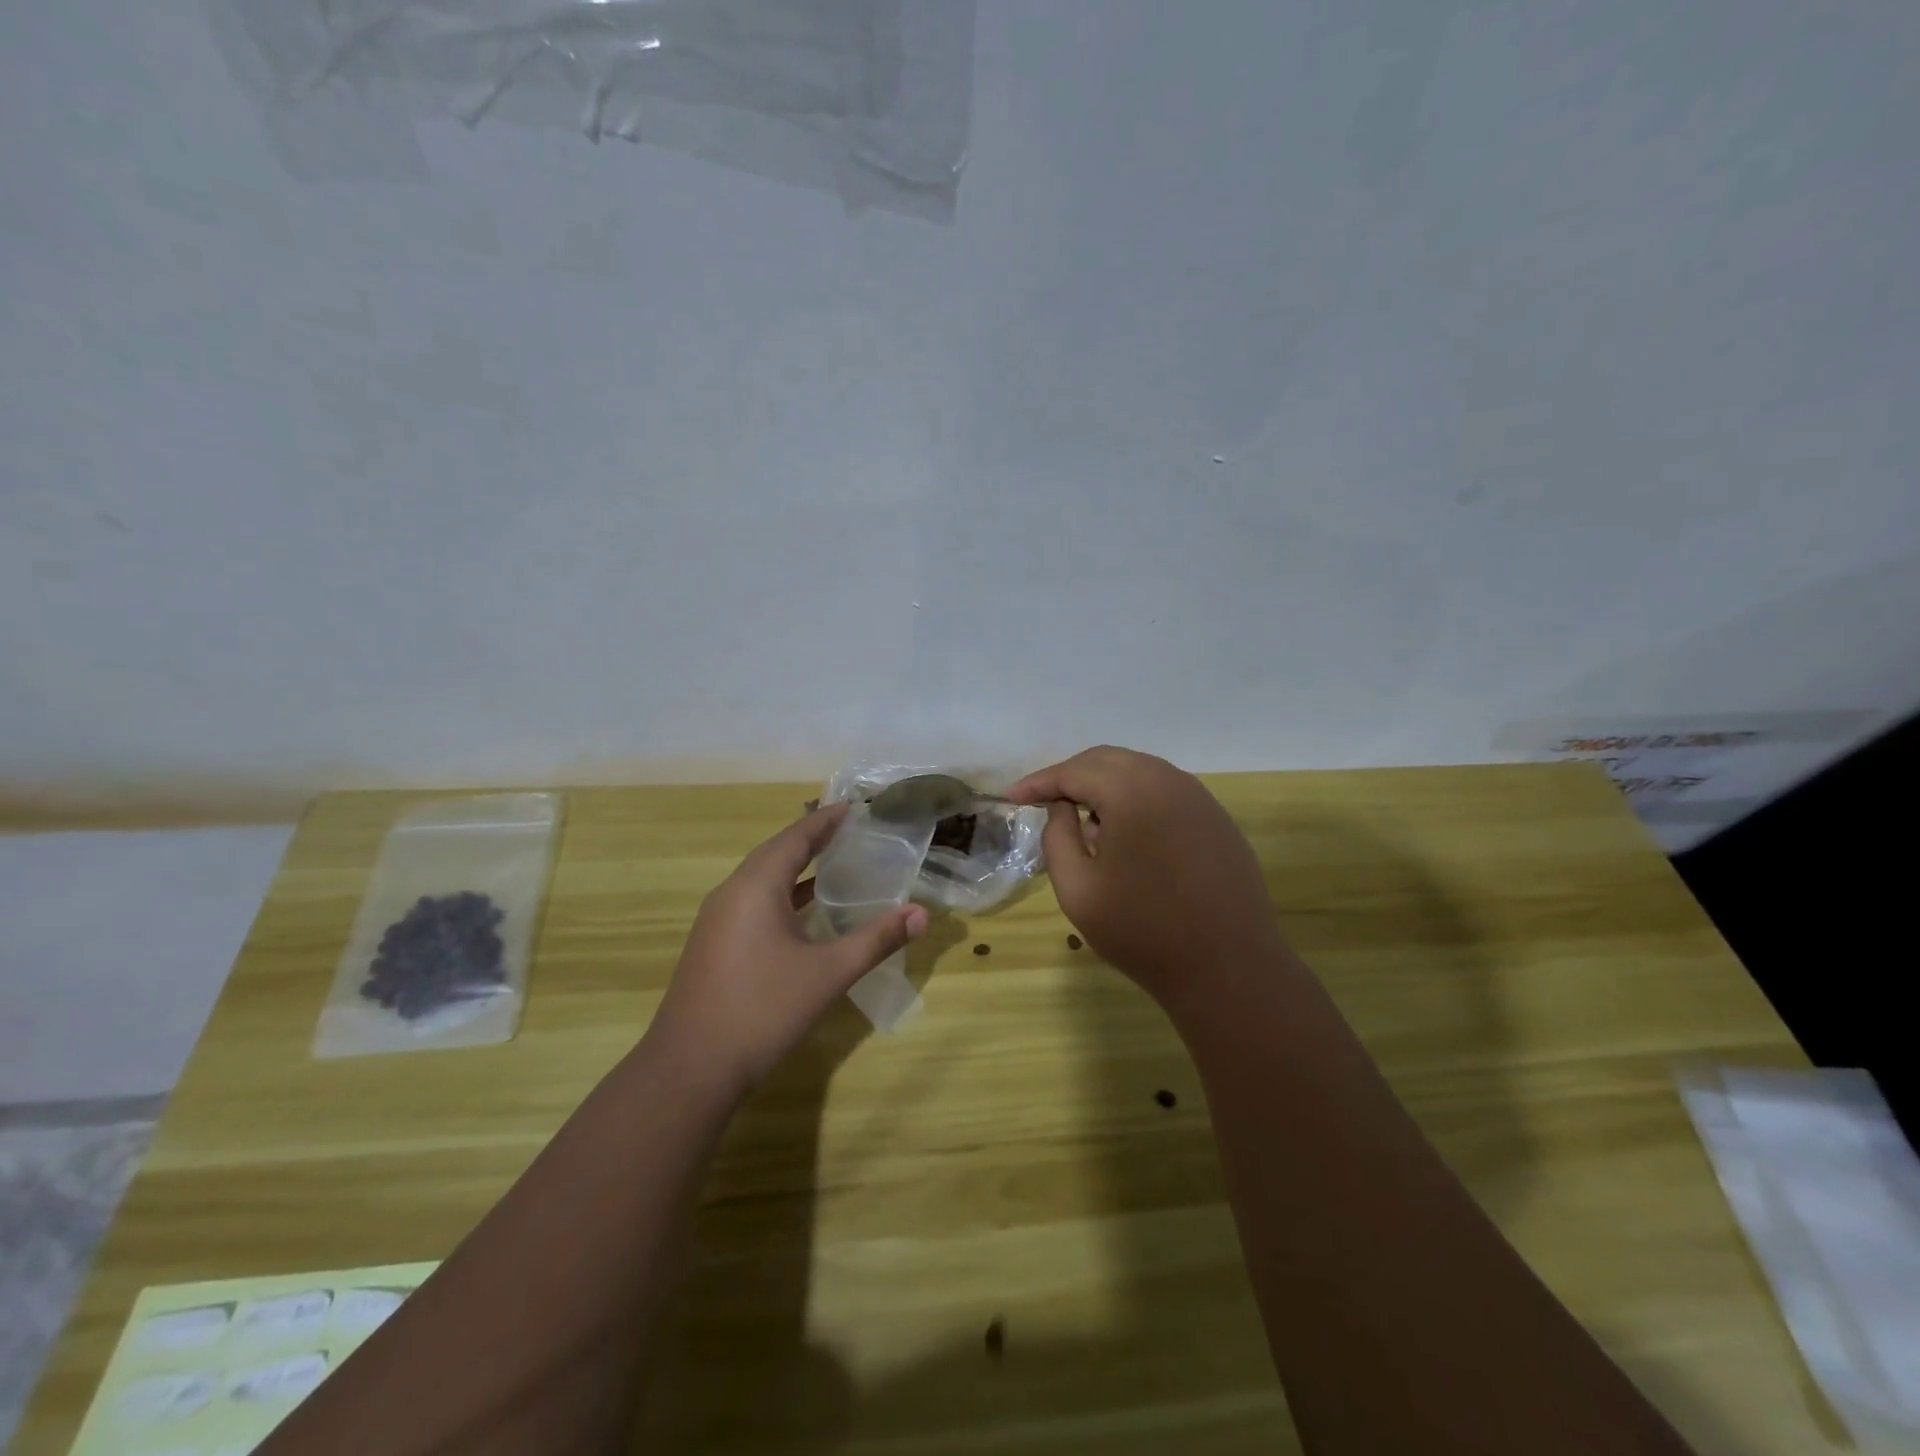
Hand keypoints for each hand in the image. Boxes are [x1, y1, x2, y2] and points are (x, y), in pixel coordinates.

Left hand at [649, 802, 927, 1096]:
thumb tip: (921, 914)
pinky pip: (752, 901)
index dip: (825, 821)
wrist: (691, 1069)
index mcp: (756, 887)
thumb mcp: (829, 974)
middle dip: (811, 838)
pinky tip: (803, 911)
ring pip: (760, 878)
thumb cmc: (763, 1010)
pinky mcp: (713, 944)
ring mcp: (717, 920)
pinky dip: (781, 893)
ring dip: (794, 866)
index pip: (795, 838)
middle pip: (775, 852)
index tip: (854, 807)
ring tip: (832, 862)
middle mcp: (731, 893)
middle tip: (848, 830)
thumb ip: (876, 940)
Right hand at [1010, 746, 1293, 1014]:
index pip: (1073, 771)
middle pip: (1107, 760)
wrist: (1227, 969)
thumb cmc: (1143, 931)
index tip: (1012, 797)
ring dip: (1104, 785)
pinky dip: (1136, 798)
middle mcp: (1168, 780)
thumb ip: (1057, 837)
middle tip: (1044, 801)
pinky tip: (1126, 832)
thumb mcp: (1077, 889)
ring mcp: (1199, 797)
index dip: (1038, 782)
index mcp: (1132, 791)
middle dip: (1071, 776)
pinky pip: (1165, 791)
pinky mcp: (1216, 818)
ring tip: (1081, 816)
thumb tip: (1061, 808)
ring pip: (1139, 771)